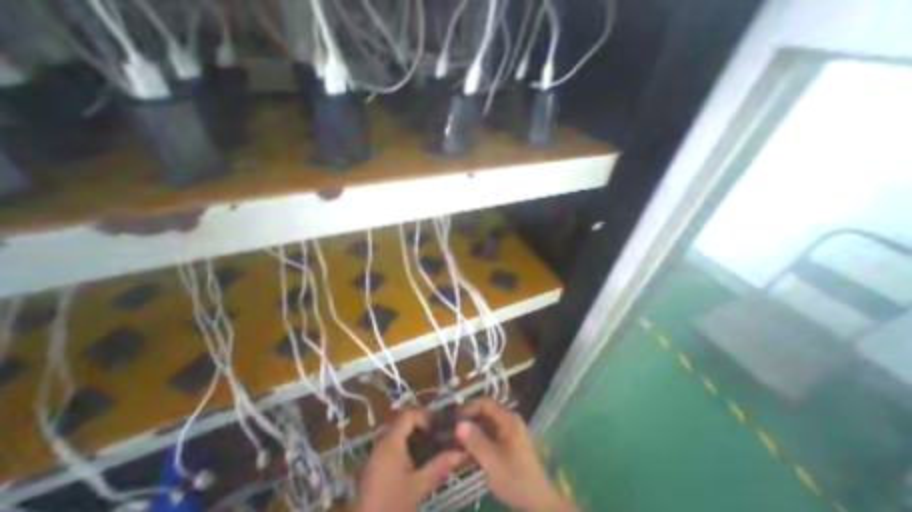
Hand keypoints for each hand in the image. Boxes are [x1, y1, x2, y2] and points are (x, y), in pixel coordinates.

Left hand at [352, 408, 465, 511]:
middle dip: (422, 425)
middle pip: (403, 420)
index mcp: (391, 441)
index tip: (439, 428)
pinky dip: (407, 445)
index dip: (425, 416)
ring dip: (415, 435)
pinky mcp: (375, 464)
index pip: (409, 414)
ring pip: (398, 432)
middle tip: (439, 435)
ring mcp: (377, 453)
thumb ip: (439, 465)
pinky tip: (418, 460)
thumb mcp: (418, 486)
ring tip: (432, 446)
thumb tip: (461, 452)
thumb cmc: (391, 506)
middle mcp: (382, 441)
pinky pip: (393, 444)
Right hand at [456, 400, 576, 510]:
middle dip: (469, 420)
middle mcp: (509, 421)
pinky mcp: (509, 444)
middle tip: (452, 430)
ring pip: (487, 425)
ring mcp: (510, 432)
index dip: (469, 407)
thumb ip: (475, 441)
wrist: (538, 503)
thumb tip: (458, 424)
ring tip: (456, 441)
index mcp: (508, 419)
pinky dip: (479, 440)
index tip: (454, 418)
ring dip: (473, 431)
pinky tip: (468, 452)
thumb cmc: (516, 478)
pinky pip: (491, 435)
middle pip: (486, 413)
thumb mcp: (492, 461)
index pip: (485, 403)